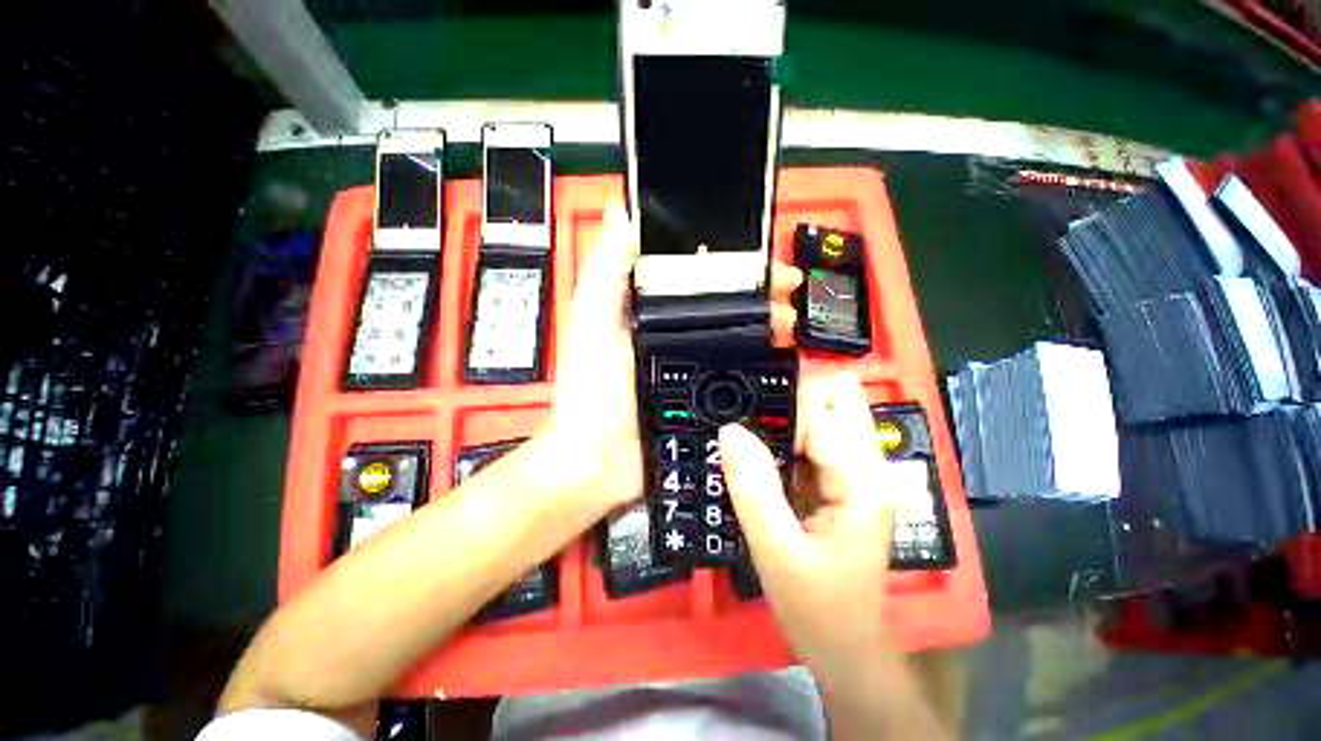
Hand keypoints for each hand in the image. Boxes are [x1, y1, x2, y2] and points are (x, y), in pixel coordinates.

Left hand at [545, 207, 802, 514]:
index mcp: (650, 314)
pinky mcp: (705, 400)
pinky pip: (740, 378)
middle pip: (725, 306)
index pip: (697, 276)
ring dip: (768, 329)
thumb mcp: (592, 328)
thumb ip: (604, 276)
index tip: (763, 257)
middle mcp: (674, 336)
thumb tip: (620, 215)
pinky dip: (764, 369)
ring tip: (793, 325)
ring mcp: (692, 369)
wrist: (599, 464)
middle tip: (789, 294)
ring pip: (738, 340)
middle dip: (760, 296)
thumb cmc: (592, 395)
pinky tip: (786, 365)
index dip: (730, 262)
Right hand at [718, 373, 895, 678]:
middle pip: (836, 399)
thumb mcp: (777, 552)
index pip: (819, 413)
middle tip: (746, 416)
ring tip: (745, 429)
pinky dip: (785, 434)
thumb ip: (754, 488)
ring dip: (785, 414)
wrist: (844, 645)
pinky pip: (813, 437)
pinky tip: (758, 449)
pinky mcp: (838, 479)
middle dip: (791, 396)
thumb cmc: (817, 607)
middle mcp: (867, 465)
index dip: (777, 409)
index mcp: (861, 479)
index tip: (737, 410)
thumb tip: (729, 430)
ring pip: (824, 414)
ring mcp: (855, 471)